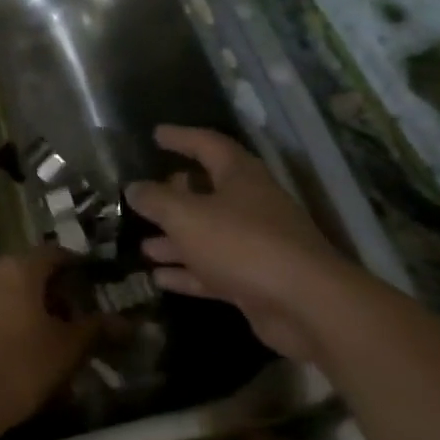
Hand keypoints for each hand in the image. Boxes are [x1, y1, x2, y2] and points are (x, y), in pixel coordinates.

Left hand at [0, 248, 95, 439]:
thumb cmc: (15, 367)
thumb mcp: (64, 351)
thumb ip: (93, 330)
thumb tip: (124, 322)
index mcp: (17, 268)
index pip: (54, 254)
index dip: (75, 268)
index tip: (90, 287)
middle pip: (24, 272)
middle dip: (47, 293)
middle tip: (68, 321)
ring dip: (19, 308)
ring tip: (38, 340)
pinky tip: (5, 352)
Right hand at [125, 126, 358, 359]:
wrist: (305, 304)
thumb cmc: (242, 244)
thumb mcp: (187, 217)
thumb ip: (157, 201)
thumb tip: (134, 188)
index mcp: (240, 176)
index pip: (208, 145)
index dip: (181, 137)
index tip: (156, 134)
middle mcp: (250, 204)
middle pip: (209, 191)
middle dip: (176, 194)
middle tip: (147, 196)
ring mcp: (255, 244)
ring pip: (208, 235)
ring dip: (176, 240)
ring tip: (144, 245)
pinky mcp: (255, 280)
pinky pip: (214, 270)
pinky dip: (188, 273)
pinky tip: (159, 278)